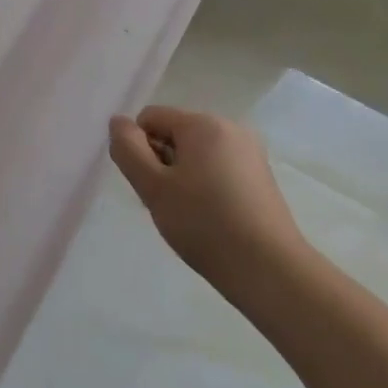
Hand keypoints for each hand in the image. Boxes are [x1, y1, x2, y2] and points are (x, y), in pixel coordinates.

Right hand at [108, 105, 304, 282]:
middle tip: (166, 204)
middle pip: (174, 134)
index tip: (149, 185)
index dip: (140, 149)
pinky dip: (205, 187)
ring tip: (188, 215)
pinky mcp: (260, 177)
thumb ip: (128, 149)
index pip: (150, 118)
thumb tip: (118, 122)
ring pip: (195, 154)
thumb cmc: (204, 223)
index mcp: (203, 123)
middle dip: (161, 163)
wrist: (268, 269)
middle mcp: (230, 128)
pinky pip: (218, 168)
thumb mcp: (153, 187)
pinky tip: (210, 219)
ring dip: (181, 177)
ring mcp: (250, 152)